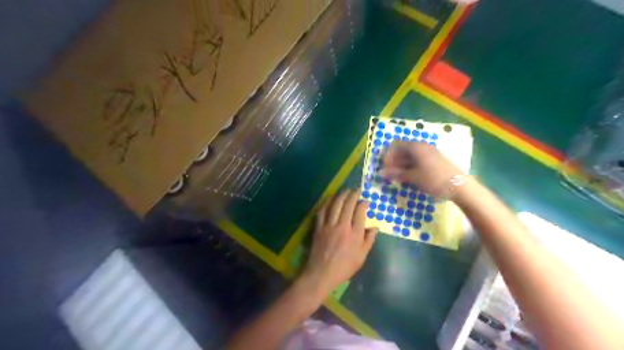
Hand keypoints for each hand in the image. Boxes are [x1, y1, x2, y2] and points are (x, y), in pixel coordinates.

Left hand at [300, 191, 377, 298]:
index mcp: (355, 234)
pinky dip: (327, 202)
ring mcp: (329, 225)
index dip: (363, 203)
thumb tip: (375, 227)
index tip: (365, 200)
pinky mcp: (319, 227)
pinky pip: (322, 211)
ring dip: (341, 195)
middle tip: (356, 189)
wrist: (322, 273)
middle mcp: (342, 226)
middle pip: (348, 205)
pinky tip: (330, 199)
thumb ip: (369, 240)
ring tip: (345, 191)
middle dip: (353, 194)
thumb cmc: (344, 267)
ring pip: (335, 205)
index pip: (360, 212)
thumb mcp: (362, 257)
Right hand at [378, 140, 459, 195]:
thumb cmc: (433, 179)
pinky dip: (410, 167)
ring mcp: (429, 153)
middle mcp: (422, 146)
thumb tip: (380, 173)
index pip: (395, 146)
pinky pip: (417, 160)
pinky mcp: (434, 160)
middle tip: (389, 175)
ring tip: (397, 178)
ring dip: (401, 166)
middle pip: (402, 151)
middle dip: (394, 162)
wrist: (460, 186)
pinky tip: (408, 177)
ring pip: (410, 156)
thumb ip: (395, 174)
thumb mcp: (413, 177)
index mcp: (416, 147)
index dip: (387, 156)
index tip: (384, 169)